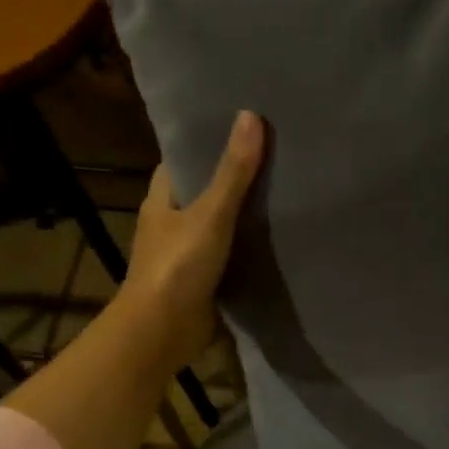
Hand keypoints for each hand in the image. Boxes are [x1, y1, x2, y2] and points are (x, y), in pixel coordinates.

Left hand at [120, 110, 264, 370]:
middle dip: (233, 177)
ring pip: (219, 224)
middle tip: (276, 156)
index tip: (241, 126)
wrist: (162, 332)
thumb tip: (250, 116)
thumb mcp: (210, 214)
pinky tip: (279, 237)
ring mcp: (187, 253)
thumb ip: (233, 172)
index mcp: (162, 199)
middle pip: (204, 191)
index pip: (183, 160)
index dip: (207, 143)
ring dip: (244, 214)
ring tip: (286, 190)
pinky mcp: (205, 279)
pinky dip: (249, 247)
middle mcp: (171, 222)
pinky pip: (231, 254)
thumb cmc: (178, 266)